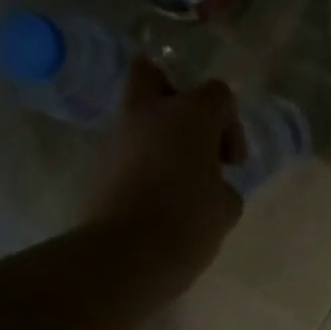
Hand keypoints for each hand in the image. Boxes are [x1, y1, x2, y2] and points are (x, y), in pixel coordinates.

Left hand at [84, 60, 244, 299]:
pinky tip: (156, 194)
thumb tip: (212, 185)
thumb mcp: (226, 208)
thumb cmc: (188, 222)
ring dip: (157, 134)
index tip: (232, 163)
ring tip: (177, 175)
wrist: (125, 255)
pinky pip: (125, 149)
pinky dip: (141, 161)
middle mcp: (149, 113)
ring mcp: (118, 137)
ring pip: (136, 115)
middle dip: (174, 96)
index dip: (231, 126)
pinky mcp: (98, 165)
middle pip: (154, 74)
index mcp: (190, 114)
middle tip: (191, 132)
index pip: (218, 94)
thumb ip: (224, 186)